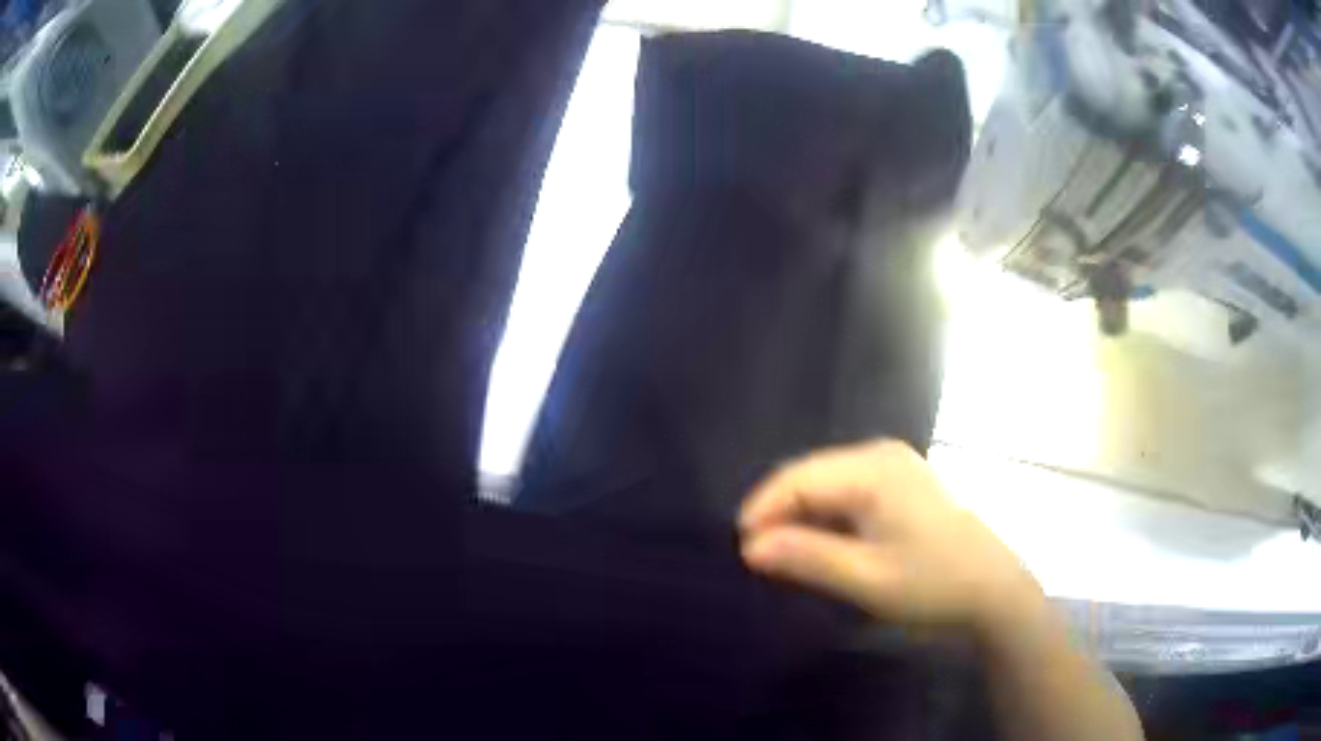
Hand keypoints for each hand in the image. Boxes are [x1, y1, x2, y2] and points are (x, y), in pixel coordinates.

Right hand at [738, 439, 1043, 635]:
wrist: (993, 590)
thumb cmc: (933, 585)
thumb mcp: (867, 579)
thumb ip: (807, 558)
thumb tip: (750, 547)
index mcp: (874, 470)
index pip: (798, 478)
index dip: (763, 511)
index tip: (741, 552)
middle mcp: (881, 455)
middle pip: (811, 476)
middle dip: (779, 514)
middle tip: (759, 559)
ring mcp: (894, 466)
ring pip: (827, 484)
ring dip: (802, 518)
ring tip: (784, 557)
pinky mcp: (901, 483)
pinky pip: (848, 492)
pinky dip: (827, 518)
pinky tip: (821, 546)